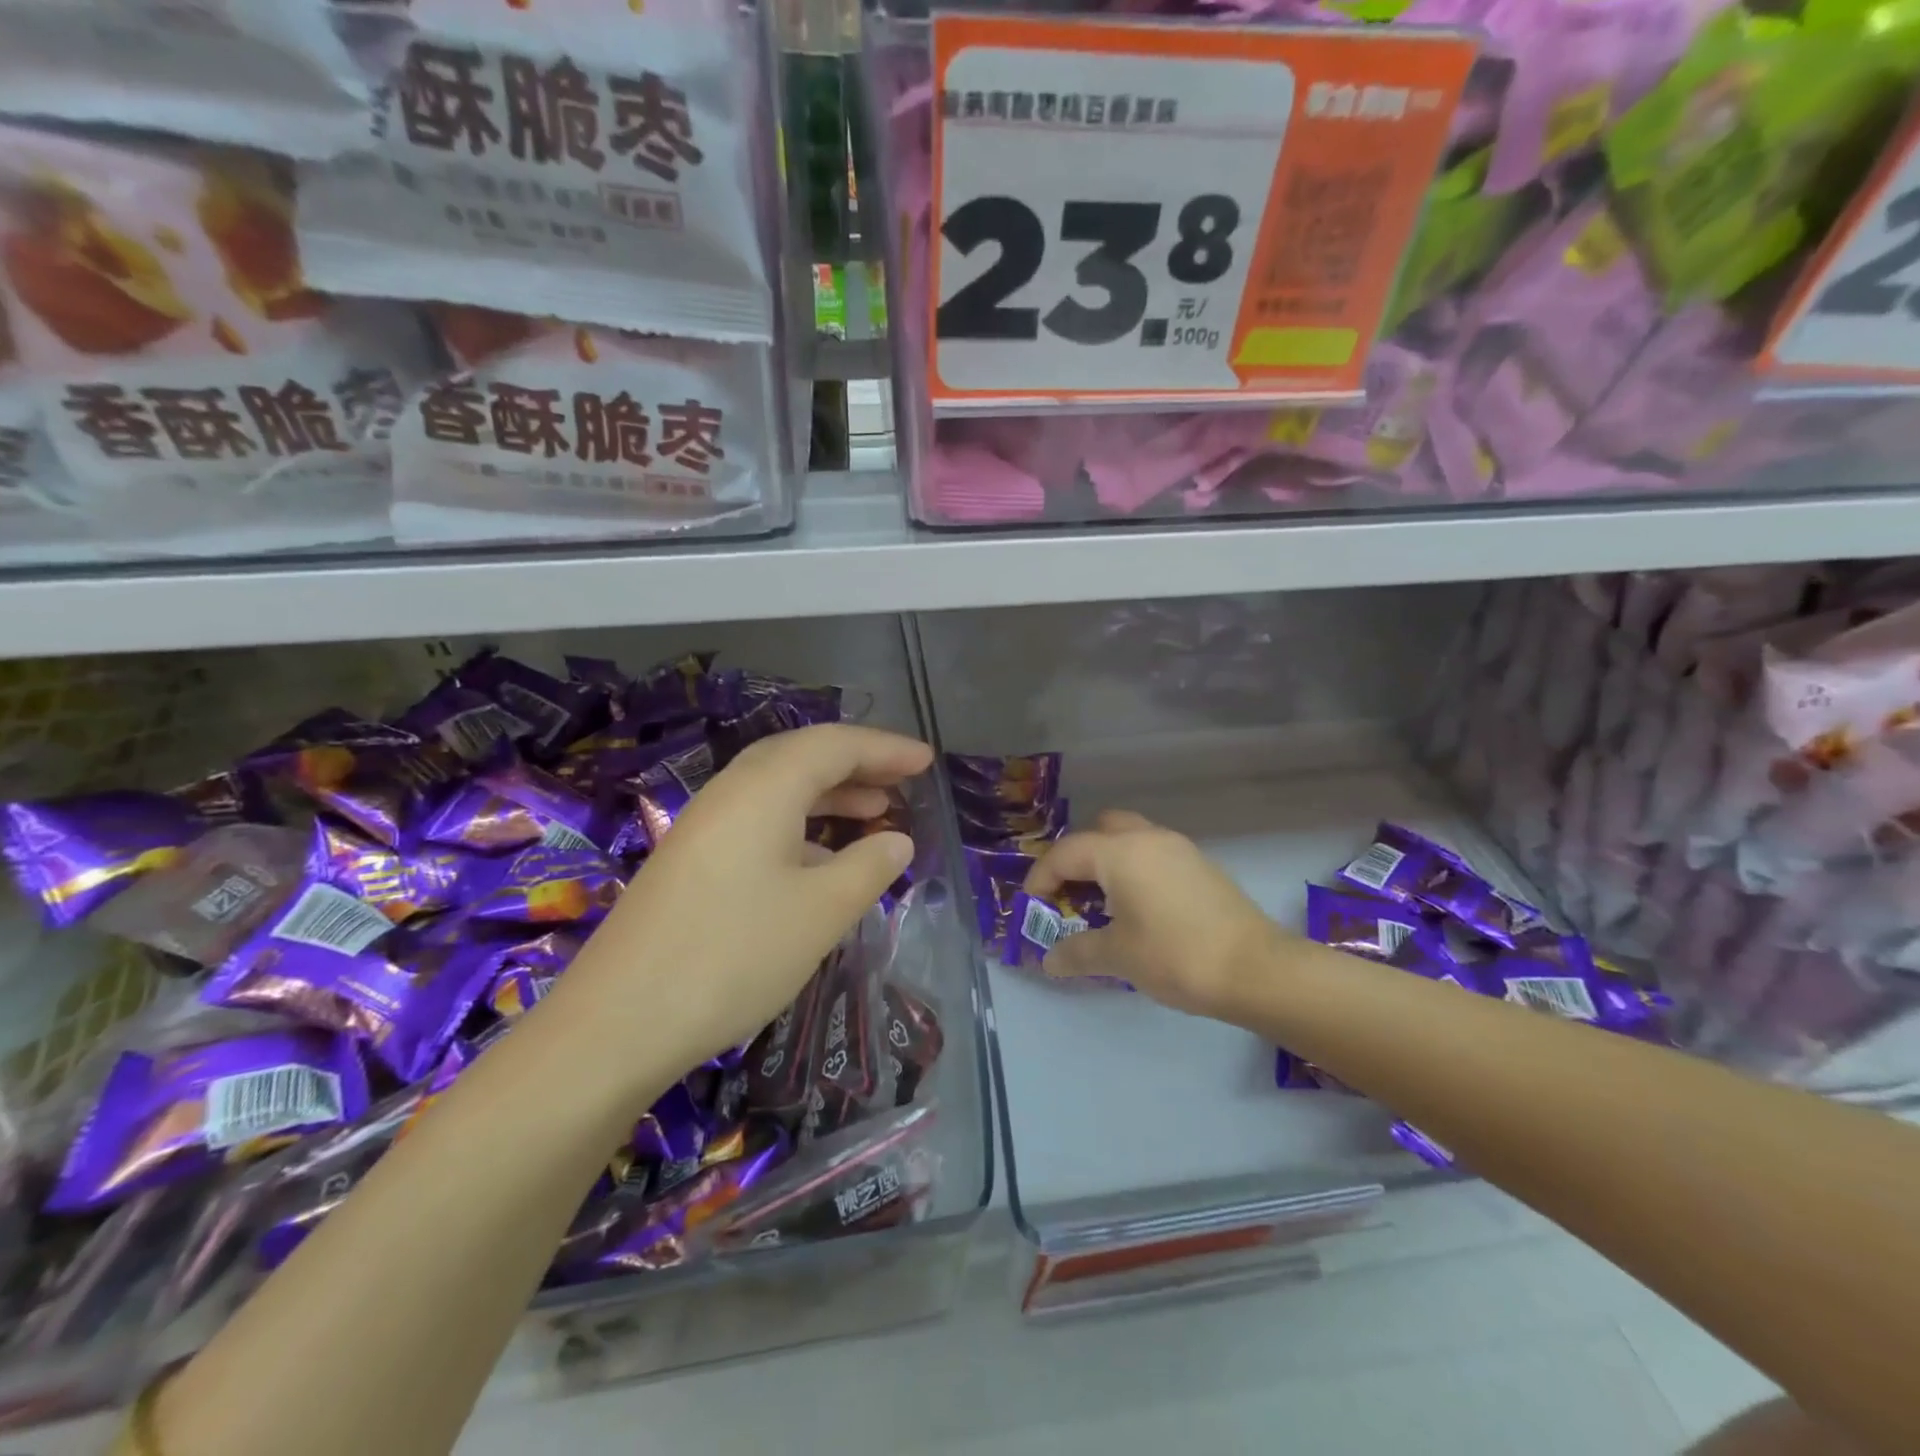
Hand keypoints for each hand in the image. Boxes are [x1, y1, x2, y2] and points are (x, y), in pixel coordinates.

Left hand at [558, 724, 931, 1067]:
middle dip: (858, 763)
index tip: (928, 761)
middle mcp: (731, 792)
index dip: (886, 749)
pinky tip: (822, 859)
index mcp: (764, 788)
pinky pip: (759, 820)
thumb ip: (869, 867)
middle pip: (803, 756)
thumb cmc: (733, 956)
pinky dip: (801, 825)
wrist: (618, 1023)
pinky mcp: (693, 860)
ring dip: (830, 794)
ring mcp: (705, 826)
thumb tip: (896, 840)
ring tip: (876, 812)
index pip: (836, 745)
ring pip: (779, 789)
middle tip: (904, 780)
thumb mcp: (821, 912)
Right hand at [1026, 810, 1288, 1021]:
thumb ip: (1076, 952)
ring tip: (1102, 903)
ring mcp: (1179, 848)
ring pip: (1130, 839)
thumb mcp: (1117, 957)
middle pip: (1100, 831)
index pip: (1066, 853)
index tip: (1031, 906)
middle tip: (1069, 893)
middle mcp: (1148, 838)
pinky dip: (1134, 869)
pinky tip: (1139, 908)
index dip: (1041, 877)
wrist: (1256, 969)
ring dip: (1108, 862)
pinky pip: (1153, 854)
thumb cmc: (1175, 956)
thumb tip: (1049, 961)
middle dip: (1077, 858)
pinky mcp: (1200, 865)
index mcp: (1120, 852)